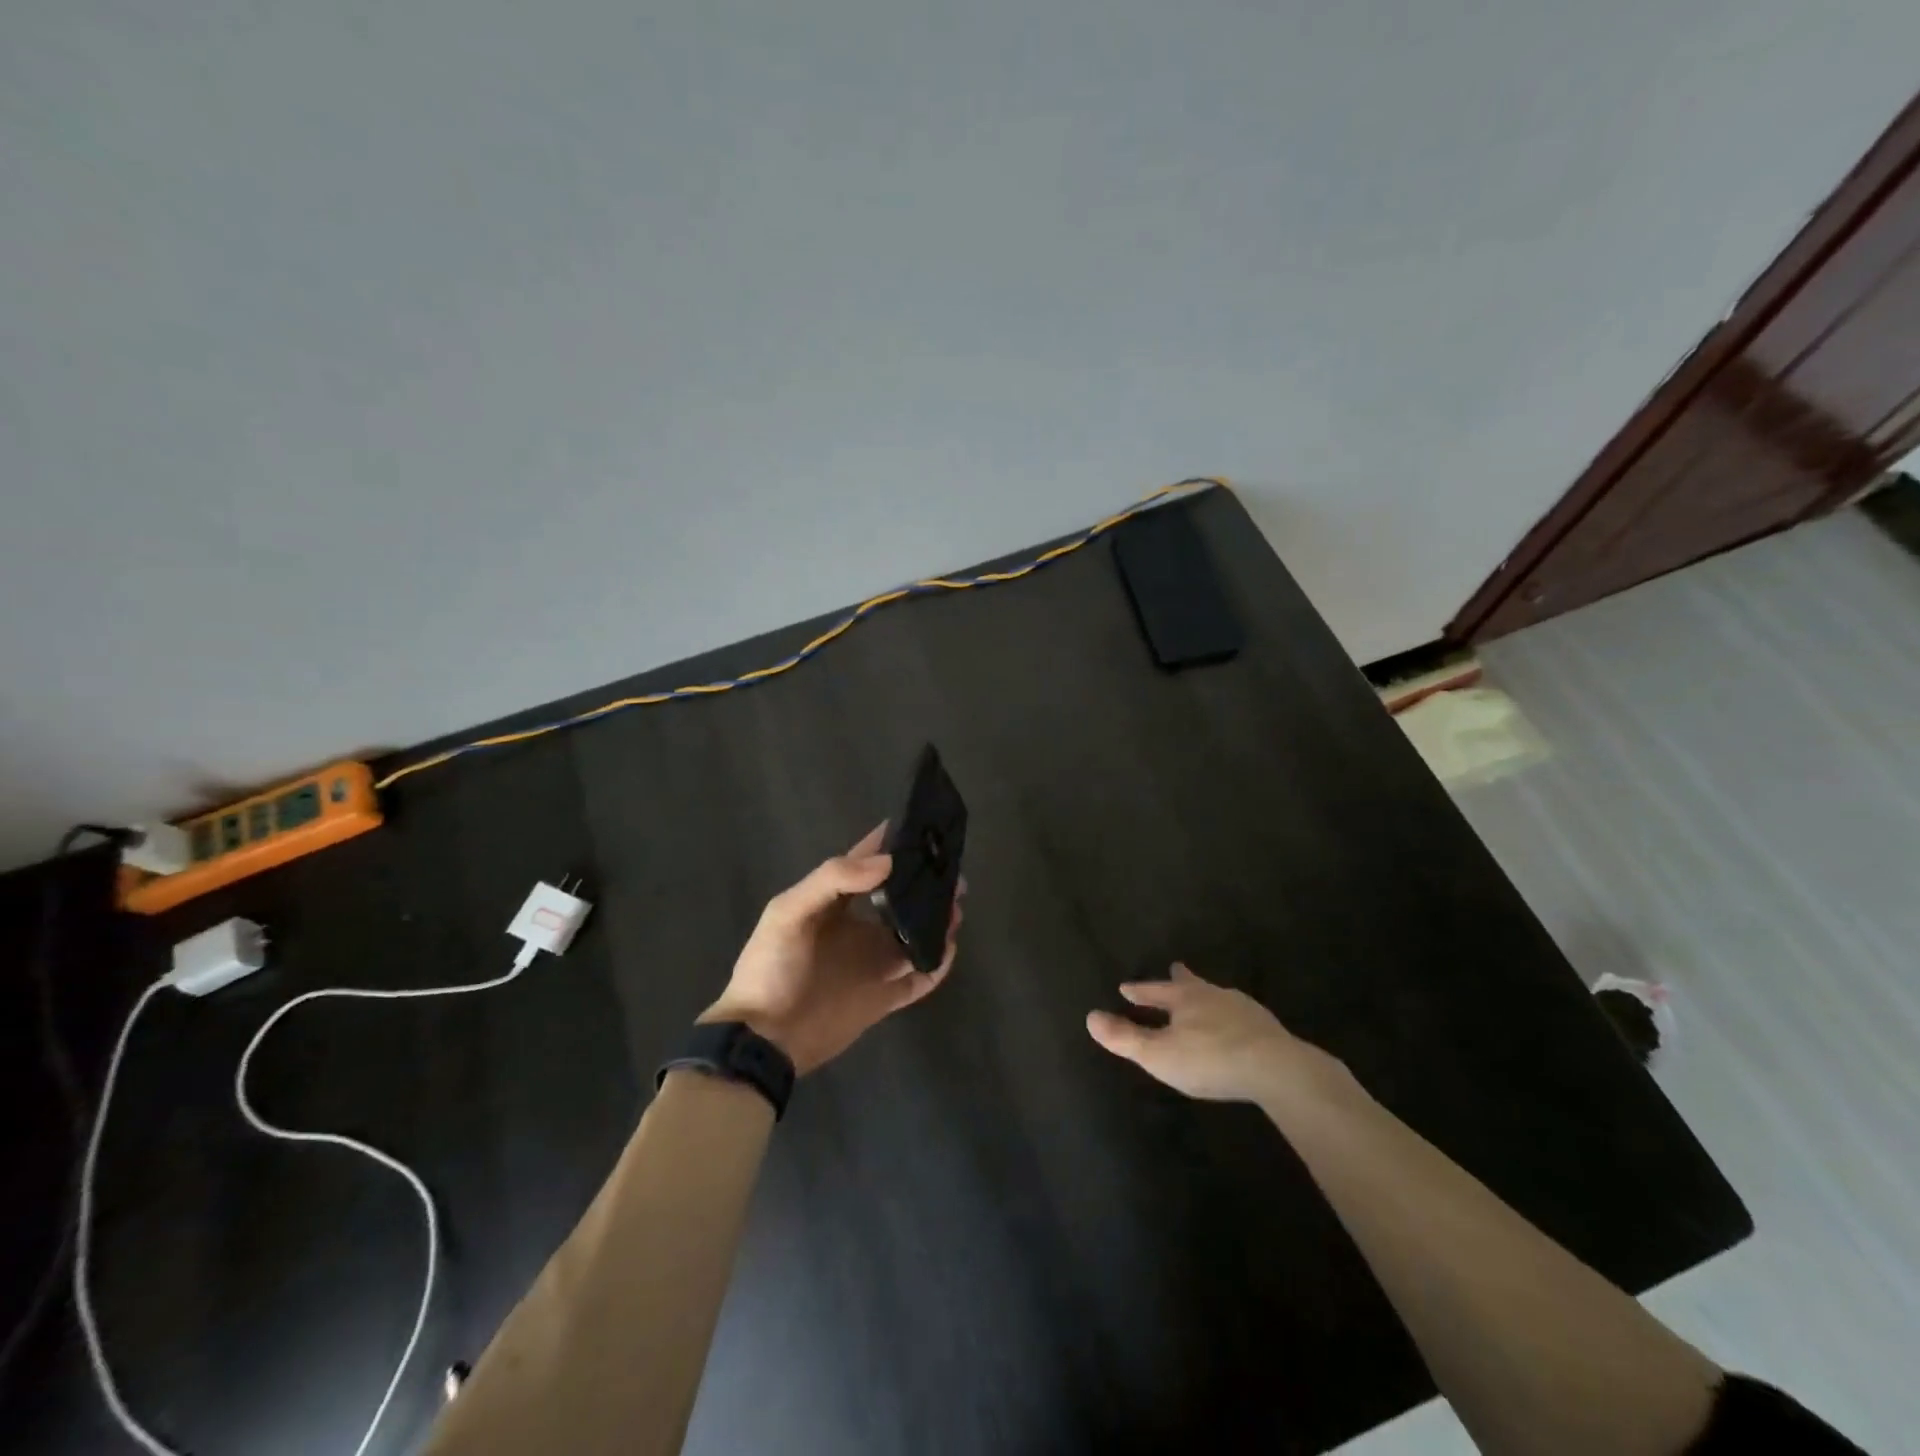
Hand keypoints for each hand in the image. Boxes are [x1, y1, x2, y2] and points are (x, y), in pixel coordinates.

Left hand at [700, 824, 962, 1074]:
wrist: (763, 1039)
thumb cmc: (771, 968)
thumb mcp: (789, 913)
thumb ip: (833, 880)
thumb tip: (887, 862)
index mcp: (833, 903)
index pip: (866, 864)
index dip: (890, 845)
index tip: (922, 828)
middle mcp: (858, 928)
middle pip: (899, 899)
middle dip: (925, 885)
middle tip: (953, 875)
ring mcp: (872, 963)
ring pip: (914, 935)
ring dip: (936, 922)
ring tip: (956, 909)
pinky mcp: (882, 998)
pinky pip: (917, 978)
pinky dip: (936, 965)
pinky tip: (948, 950)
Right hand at [1085, 963, 1342, 1107]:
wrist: (1277, 1069)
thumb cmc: (1210, 1058)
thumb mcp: (1159, 1054)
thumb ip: (1125, 1037)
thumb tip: (1089, 1016)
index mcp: (1186, 998)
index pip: (1155, 990)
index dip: (1140, 991)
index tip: (1126, 988)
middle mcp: (1214, 995)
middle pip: (1192, 984)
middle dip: (1180, 980)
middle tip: (1176, 968)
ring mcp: (1245, 1010)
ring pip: (1219, 998)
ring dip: (1207, 999)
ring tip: (1205, 1001)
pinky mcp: (1268, 1029)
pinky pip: (1242, 1018)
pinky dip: (1231, 1019)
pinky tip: (1237, 1029)